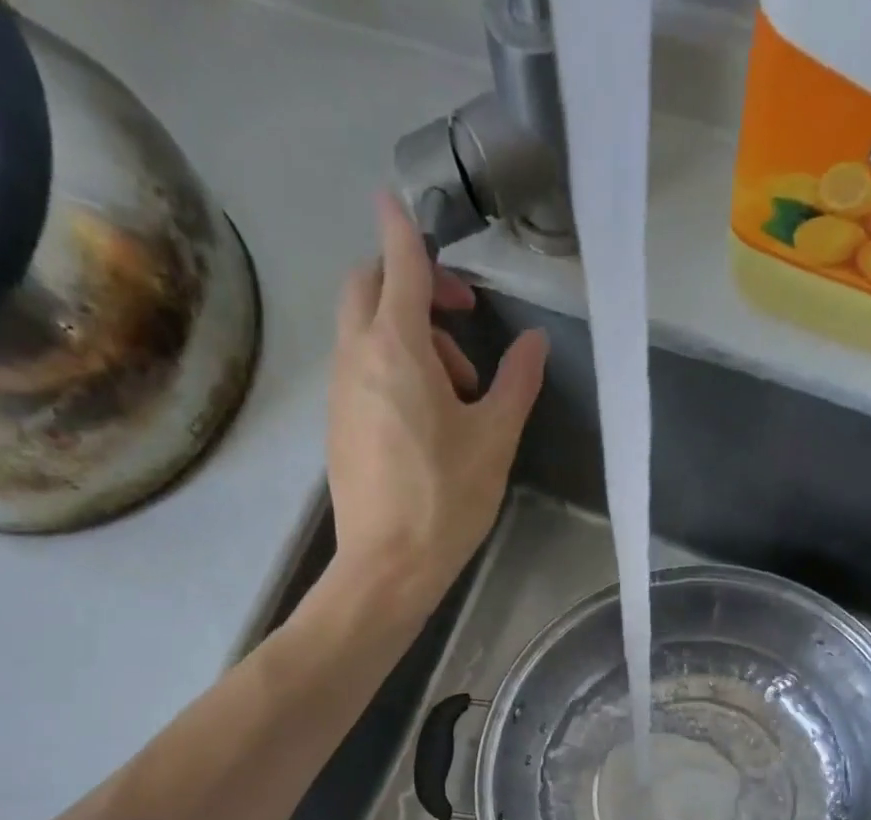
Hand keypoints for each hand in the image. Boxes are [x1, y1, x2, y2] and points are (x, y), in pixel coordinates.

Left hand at [324, 193, 548, 612]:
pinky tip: (426, 416)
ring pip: (363, 330)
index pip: (399, 262)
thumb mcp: (494, 440)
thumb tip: (533, 344)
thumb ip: (516, 383)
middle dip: (409, 281)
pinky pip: (359, 369)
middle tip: (458, 317)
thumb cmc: (445, 500)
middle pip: (367, 286)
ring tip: (457, 388)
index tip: (403, 202)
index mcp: (396, 348)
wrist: (387, 567)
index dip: (406, 227)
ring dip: (407, 333)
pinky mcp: (337, 425)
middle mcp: (356, 357)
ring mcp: (340, 392)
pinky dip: (390, 366)